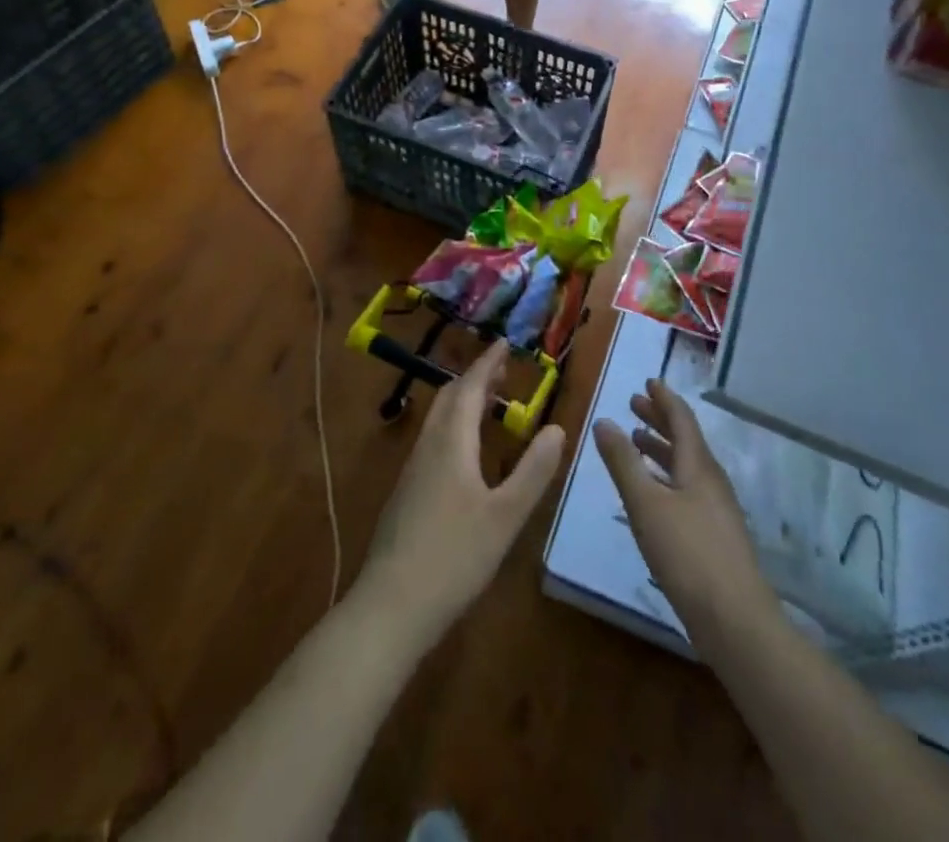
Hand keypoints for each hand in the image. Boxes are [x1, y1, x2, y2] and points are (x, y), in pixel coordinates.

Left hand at [357, 343, 566, 642]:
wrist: (391, 606)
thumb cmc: (454, 556)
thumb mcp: (506, 516)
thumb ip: (533, 470)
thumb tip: (558, 427)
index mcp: (451, 442)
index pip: (469, 387)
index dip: (487, 363)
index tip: (505, 342)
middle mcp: (428, 446)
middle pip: (449, 398)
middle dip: (475, 378)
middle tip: (502, 371)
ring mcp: (412, 470)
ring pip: (439, 420)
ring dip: (463, 402)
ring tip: (491, 405)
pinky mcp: (407, 494)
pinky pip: (434, 440)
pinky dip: (455, 427)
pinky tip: (468, 453)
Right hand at [594, 380, 779, 645]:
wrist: (735, 620)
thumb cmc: (687, 553)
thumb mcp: (645, 503)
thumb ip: (623, 462)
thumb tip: (603, 420)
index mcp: (698, 465)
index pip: (681, 419)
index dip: (664, 399)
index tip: (649, 381)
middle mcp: (711, 480)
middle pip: (685, 440)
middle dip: (660, 420)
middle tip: (635, 405)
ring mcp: (716, 510)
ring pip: (686, 466)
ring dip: (662, 449)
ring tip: (638, 442)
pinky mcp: (715, 536)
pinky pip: (688, 489)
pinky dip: (667, 477)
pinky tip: (653, 495)